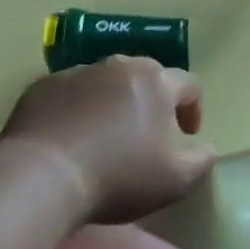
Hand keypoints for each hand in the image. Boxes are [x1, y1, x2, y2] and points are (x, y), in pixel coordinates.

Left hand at [2, 56, 215, 223]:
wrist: (42, 176)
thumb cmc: (117, 177)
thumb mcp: (175, 182)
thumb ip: (200, 161)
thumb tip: (207, 148)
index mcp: (155, 82)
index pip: (187, 83)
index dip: (193, 107)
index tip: (187, 133)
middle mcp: (118, 66)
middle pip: (145, 75)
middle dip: (152, 99)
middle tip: (146, 131)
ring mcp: (77, 72)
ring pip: (105, 81)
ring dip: (112, 101)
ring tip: (104, 134)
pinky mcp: (42, 86)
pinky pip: (69, 92)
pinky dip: (76, 108)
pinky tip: (69, 137)